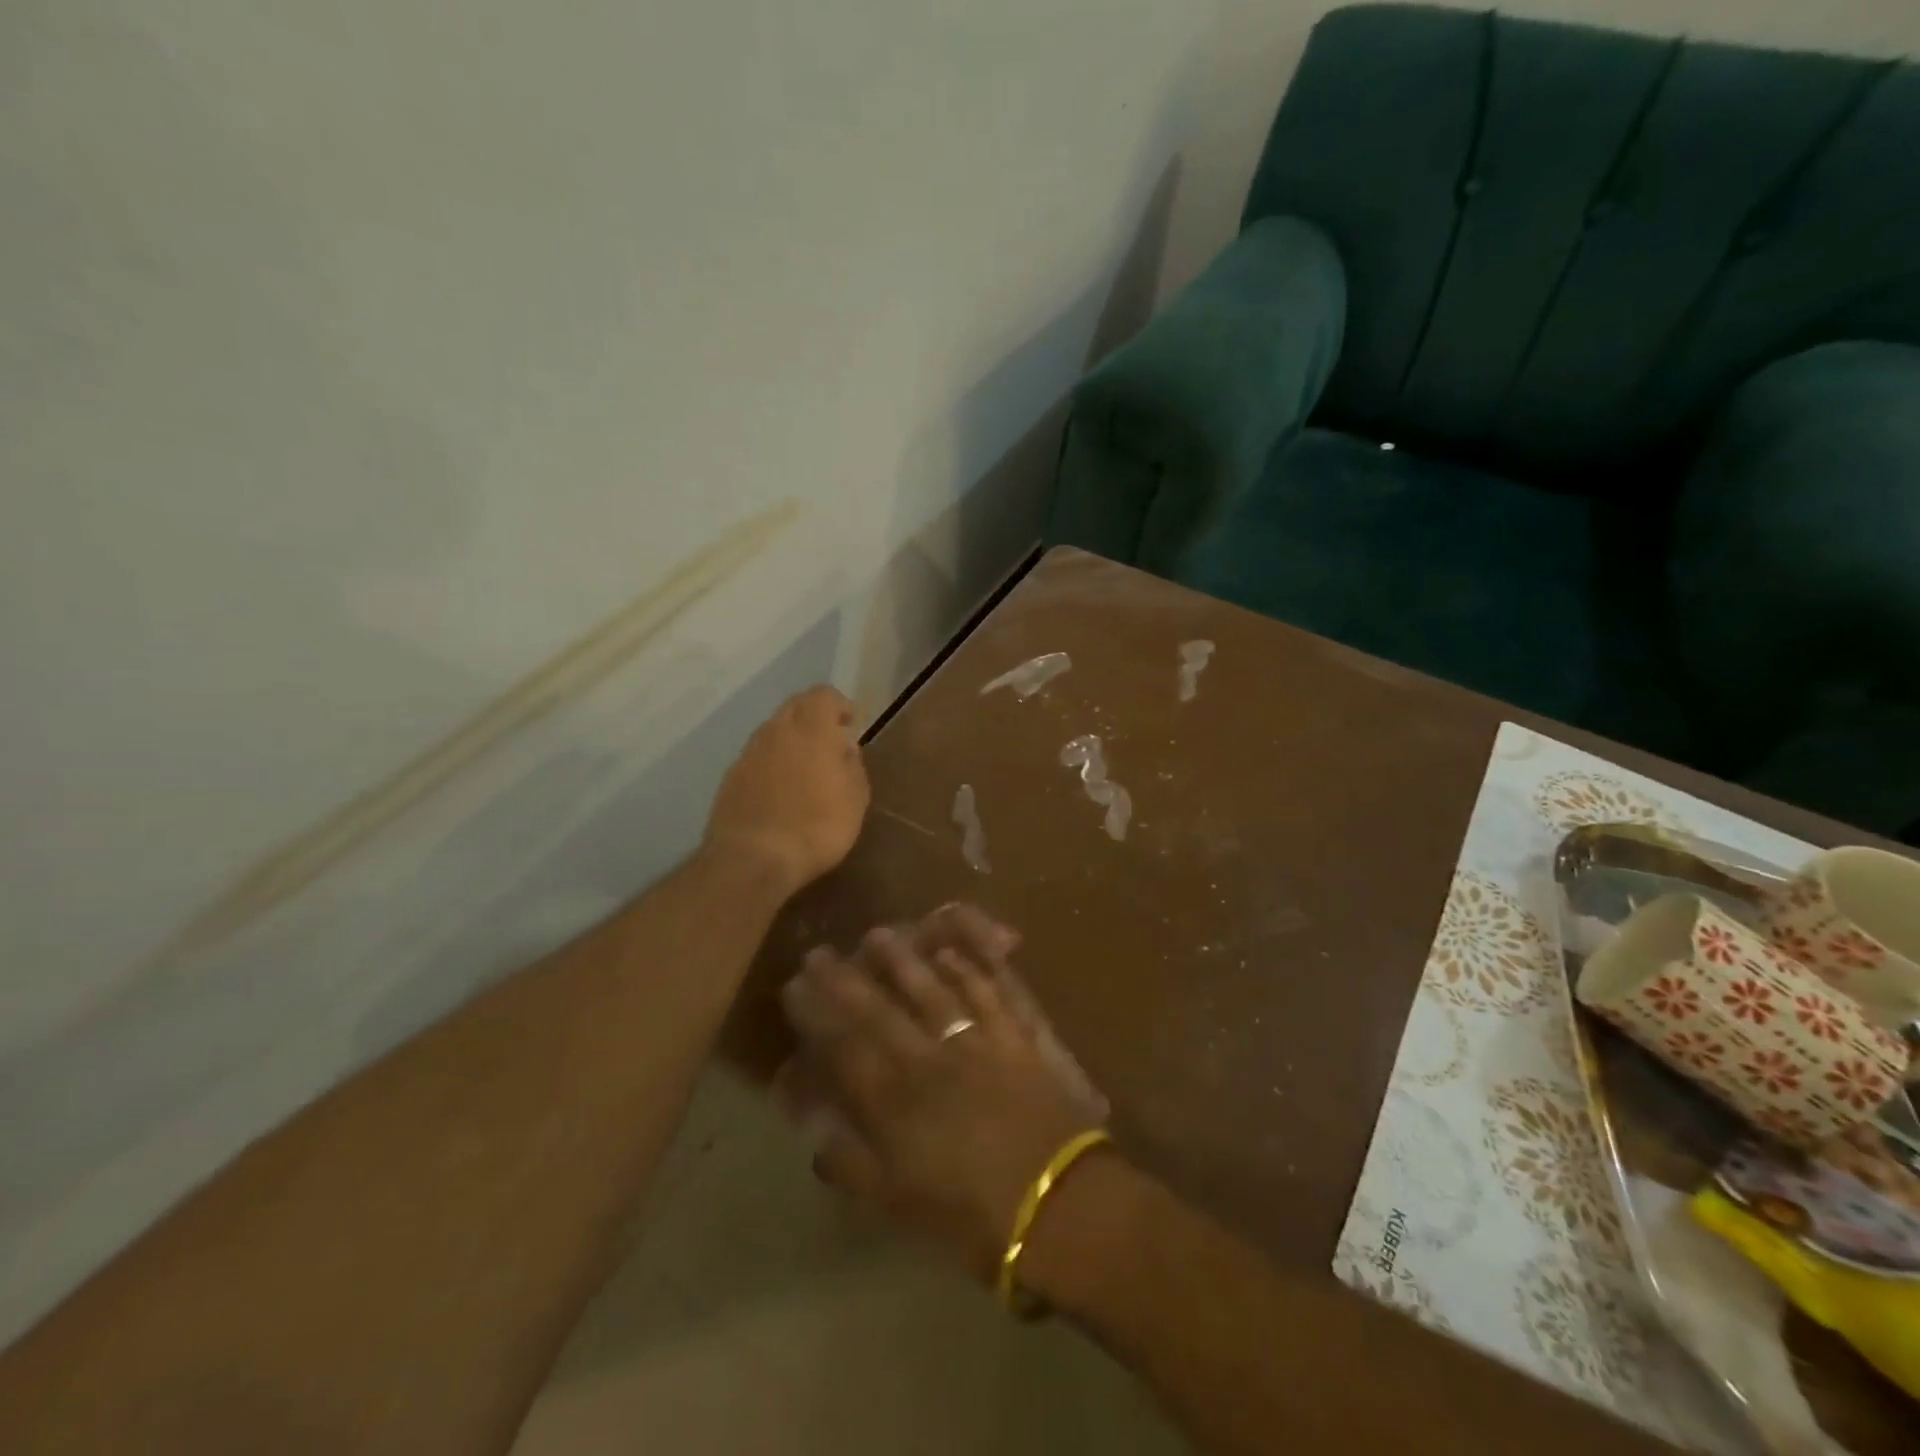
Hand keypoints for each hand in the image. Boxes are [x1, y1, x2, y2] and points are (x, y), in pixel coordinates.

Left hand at [704, 686, 869, 895]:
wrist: (753, 859)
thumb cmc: (817, 827)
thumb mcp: (855, 798)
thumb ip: (852, 764)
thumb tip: (844, 746)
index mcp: (811, 729)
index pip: (823, 695)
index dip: (839, 706)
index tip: (850, 726)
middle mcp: (776, 730)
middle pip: (795, 706)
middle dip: (814, 718)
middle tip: (830, 744)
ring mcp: (749, 752)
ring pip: (773, 730)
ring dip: (791, 740)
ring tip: (806, 770)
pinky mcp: (731, 777)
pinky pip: (757, 756)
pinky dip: (772, 762)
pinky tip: (781, 790)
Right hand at [778, 905, 1108, 1277]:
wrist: (1059, 1205)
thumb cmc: (972, 1217)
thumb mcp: (898, 1203)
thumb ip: (850, 1161)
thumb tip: (813, 1127)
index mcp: (896, 1102)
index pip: (844, 1046)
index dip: (816, 1014)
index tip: (794, 986)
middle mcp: (930, 1059)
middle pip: (880, 1010)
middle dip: (845, 979)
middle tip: (821, 951)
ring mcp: (977, 1041)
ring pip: (932, 990)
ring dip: (903, 961)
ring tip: (879, 934)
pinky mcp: (1017, 1037)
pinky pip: (990, 992)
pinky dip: (970, 969)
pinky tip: (953, 953)